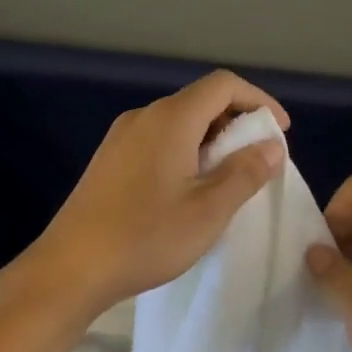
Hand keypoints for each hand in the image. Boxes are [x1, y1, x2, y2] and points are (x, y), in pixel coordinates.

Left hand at [18, 70, 290, 319]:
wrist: (71, 266)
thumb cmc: (146, 236)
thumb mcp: (208, 210)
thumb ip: (245, 172)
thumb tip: (271, 145)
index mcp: (171, 119)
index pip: (223, 85)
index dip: (259, 100)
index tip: (280, 132)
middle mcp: (144, 116)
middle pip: (200, 100)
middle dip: (237, 121)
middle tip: (258, 159)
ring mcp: (121, 137)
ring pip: (178, 121)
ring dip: (211, 139)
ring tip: (228, 177)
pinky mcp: (109, 159)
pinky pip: (158, 139)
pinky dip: (185, 150)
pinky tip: (188, 188)